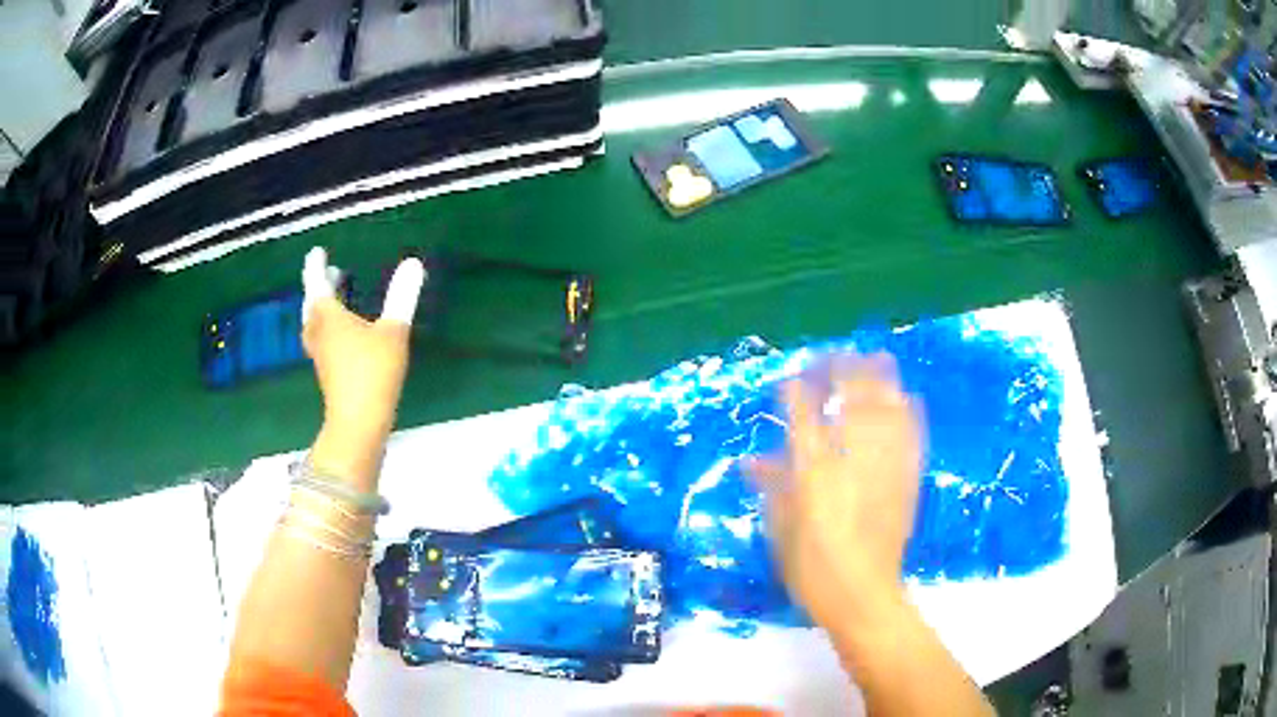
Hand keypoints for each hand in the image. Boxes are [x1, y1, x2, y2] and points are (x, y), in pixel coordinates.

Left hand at [301, 247, 425, 443]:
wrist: (357, 424)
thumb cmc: (372, 373)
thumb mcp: (393, 332)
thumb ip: (401, 298)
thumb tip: (414, 263)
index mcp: (329, 318)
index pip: (318, 284)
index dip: (316, 266)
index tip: (317, 252)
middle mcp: (319, 333)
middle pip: (313, 305)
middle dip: (320, 287)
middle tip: (331, 273)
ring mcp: (321, 355)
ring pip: (314, 324)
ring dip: (321, 308)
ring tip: (334, 299)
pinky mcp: (327, 372)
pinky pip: (321, 340)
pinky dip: (327, 327)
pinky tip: (343, 334)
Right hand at [746, 354, 923, 631]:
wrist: (863, 596)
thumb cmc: (812, 569)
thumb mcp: (780, 531)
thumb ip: (770, 488)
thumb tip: (749, 461)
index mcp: (814, 474)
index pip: (803, 418)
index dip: (796, 393)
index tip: (790, 378)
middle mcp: (851, 461)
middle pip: (851, 401)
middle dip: (844, 371)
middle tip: (835, 357)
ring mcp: (884, 467)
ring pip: (886, 410)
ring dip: (881, 381)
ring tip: (875, 357)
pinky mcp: (908, 479)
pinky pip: (912, 435)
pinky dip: (909, 412)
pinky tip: (907, 397)